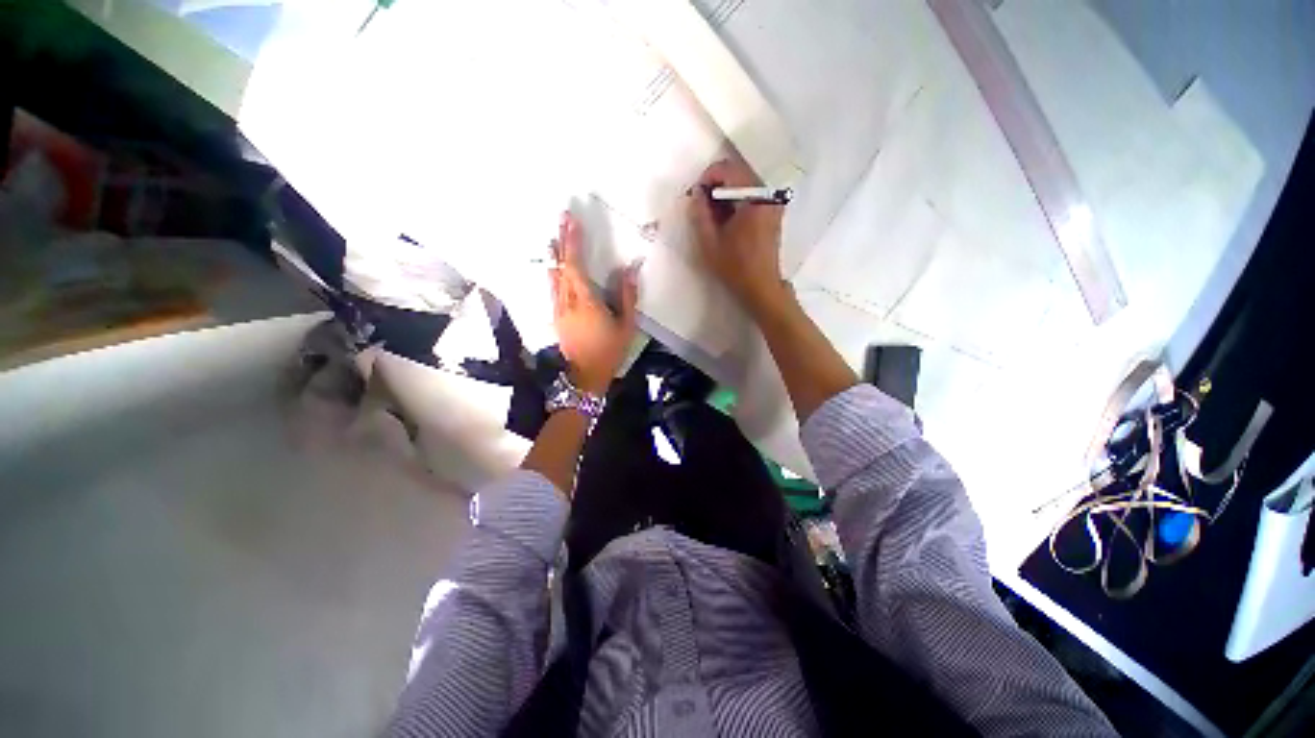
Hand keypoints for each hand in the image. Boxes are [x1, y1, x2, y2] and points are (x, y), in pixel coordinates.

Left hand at [549, 212, 638, 394]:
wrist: (585, 376)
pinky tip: (553, 268)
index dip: (573, 241)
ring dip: (554, 255)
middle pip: (561, 266)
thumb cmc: (609, 351)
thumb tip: (629, 269)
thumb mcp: (626, 326)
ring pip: (553, 276)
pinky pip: (552, 289)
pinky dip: (553, 273)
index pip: (575, 265)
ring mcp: (558, 309)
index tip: (572, 220)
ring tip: (554, 237)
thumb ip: (627, 296)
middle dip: (562, 240)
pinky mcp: (556, 317)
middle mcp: (567, 301)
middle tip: (562, 218)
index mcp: (586, 301)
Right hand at [686, 158, 787, 316]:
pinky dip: (736, 201)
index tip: (696, 195)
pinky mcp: (773, 212)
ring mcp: (773, 202)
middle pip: (738, 173)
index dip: (707, 177)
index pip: (728, 169)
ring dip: (725, 194)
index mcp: (754, 198)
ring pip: (744, 184)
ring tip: (712, 216)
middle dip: (716, 185)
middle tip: (701, 206)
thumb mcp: (710, 242)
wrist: (761, 287)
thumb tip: (696, 193)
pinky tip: (726, 221)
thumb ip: (700, 214)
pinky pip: (752, 195)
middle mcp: (767, 194)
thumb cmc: (735, 267)